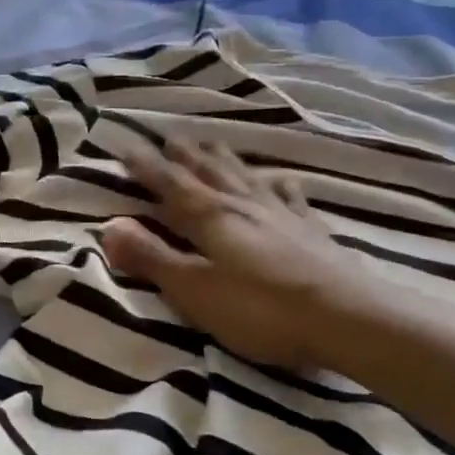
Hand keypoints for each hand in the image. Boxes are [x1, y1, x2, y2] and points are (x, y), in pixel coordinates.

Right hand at [101, 140, 357, 369]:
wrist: (346, 318)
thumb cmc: (259, 309)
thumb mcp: (194, 290)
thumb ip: (152, 258)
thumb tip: (108, 227)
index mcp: (210, 217)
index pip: (169, 184)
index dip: (146, 166)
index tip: (126, 145)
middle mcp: (242, 204)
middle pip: (208, 172)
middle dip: (185, 155)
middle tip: (170, 136)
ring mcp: (280, 214)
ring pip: (244, 176)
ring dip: (223, 159)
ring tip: (212, 143)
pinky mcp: (310, 231)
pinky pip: (289, 197)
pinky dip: (278, 184)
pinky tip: (281, 179)